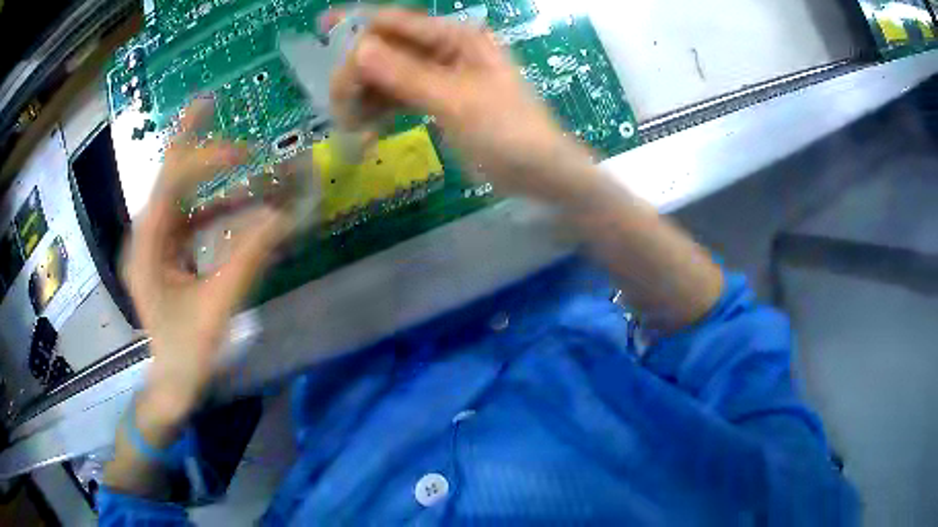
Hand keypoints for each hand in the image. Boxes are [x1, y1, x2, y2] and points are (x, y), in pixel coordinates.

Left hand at [123, 97, 289, 422]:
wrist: (172, 385)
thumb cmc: (187, 354)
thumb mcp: (217, 308)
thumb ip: (247, 260)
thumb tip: (282, 217)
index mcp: (147, 249)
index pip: (170, 186)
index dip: (204, 160)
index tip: (245, 154)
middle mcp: (146, 238)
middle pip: (167, 179)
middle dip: (189, 142)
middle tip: (206, 102)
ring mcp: (156, 246)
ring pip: (180, 196)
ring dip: (211, 178)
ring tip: (243, 156)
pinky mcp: (168, 255)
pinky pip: (191, 220)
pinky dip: (216, 208)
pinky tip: (241, 203)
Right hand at [329, 8, 596, 203]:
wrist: (541, 174)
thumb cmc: (508, 133)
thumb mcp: (456, 102)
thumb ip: (406, 75)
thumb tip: (359, 50)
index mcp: (457, 38)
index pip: (398, 22)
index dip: (358, 24)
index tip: (321, 29)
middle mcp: (446, 50)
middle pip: (388, 48)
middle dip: (359, 71)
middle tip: (341, 106)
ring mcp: (441, 76)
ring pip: (389, 74)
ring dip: (366, 93)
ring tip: (350, 122)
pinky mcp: (438, 100)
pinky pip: (400, 95)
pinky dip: (381, 108)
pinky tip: (366, 126)